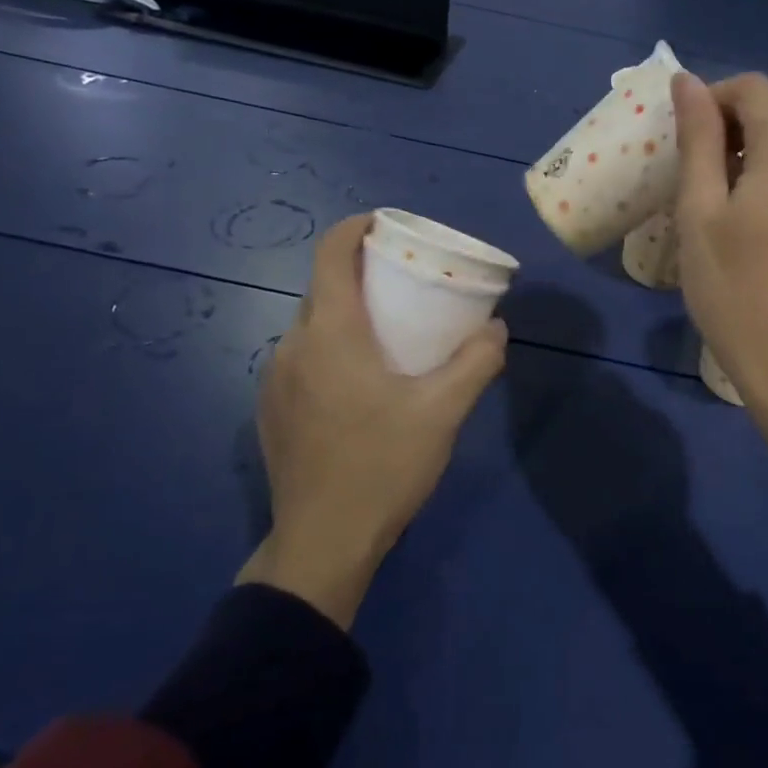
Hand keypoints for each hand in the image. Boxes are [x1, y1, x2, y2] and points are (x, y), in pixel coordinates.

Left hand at [240, 213, 506, 627]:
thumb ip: (476, 362)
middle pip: (323, 288)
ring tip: (389, 335)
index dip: (356, 228)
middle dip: (362, 274)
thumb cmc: (383, 466)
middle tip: (406, 284)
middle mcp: (292, 346)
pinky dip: (332, 350)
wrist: (322, 542)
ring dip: (348, 315)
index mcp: (331, 334)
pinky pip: (303, 359)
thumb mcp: (444, 412)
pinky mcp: (272, 410)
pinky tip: (361, 384)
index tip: (387, 225)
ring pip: (313, 326)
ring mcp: (274, 380)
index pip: (331, 254)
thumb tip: (495, 328)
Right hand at [672, 72, 767, 483]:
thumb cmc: (736, 289)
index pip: (749, 89)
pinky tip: (764, 216)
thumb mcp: (700, 211)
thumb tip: (687, 80)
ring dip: (760, 152)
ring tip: (727, 201)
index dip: (709, 104)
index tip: (682, 145)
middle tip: (698, 178)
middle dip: (734, 129)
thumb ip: (697, 137)